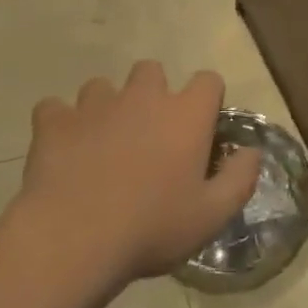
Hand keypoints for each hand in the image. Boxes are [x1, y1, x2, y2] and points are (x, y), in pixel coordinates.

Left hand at [18, 61, 260, 286]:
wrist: (73, 236)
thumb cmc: (151, 228)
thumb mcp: (211, 216)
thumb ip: (240, 179)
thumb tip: (252, 151)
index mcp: (184, 114)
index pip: (208, 80)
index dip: (207, 101)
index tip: (200, 131)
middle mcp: (142, 96)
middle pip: (152, 71)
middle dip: (152, 94)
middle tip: (148, 136)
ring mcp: (95, 103)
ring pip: (103, 86)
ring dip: (106, 108)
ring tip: (101, 145)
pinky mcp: (55, 119)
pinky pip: (55, 108)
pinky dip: (60, 124)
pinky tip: (62, 150)